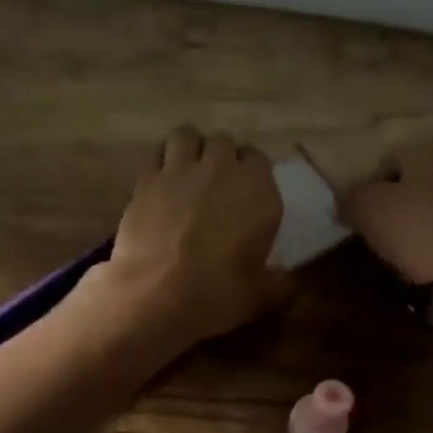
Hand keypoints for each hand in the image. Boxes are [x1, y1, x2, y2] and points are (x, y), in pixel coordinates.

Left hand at [81, 125, 285, 351]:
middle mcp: (222, 169)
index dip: (251, 174)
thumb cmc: (218, 293)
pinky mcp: (146, 179)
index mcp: (258, 190)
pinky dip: (160, 163)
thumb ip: (275, 284)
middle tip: (214, 184)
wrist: (158, 293)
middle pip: (223, 143)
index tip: (245, 194)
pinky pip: (156, 155)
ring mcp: (181, 169)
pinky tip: (159, 183)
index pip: (259, 160)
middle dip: (220, 158)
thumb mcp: (258, 295)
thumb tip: (286, 283)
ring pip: (187, 136)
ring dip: (189, 150)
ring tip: (185, 173)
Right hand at [340, 142, 432, 285]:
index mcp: (429, 150)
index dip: (365, 189)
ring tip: (395, 255)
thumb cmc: (414, 230)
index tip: (354, 219)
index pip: (385, 161)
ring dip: (412, 229)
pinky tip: (422, 266)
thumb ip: (349, 197)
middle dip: (391, 208)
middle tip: (373, 237)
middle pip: (411, 186)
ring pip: (429, 210)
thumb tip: (345, 201)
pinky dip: (432, 247)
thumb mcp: (366, 207)